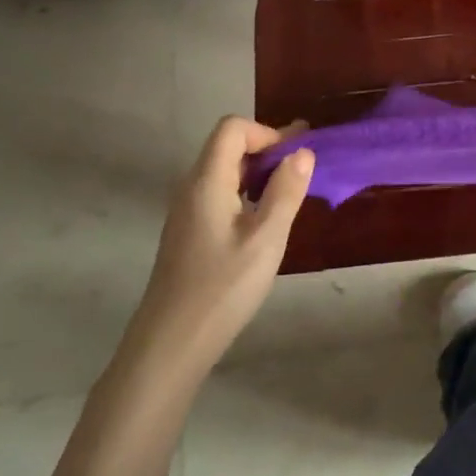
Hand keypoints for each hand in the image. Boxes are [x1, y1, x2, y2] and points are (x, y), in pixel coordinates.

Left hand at [133, 117, 312, 366]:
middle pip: (228, 146)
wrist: (169, 346)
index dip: (267, 133)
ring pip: (225, 171)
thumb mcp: (266, 239)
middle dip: (268, 149)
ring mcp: (186, 211)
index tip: (295, 157)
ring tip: (291, 191)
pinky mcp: (189, 233)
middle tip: (305, 166)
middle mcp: (192, 188)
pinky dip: (247, 193)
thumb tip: (303, 152)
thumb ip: (285, 191)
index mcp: (207, 181)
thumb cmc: (221, 289)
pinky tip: (264, 220)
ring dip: (259, 172)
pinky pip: (220, 194)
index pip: (233, 129)